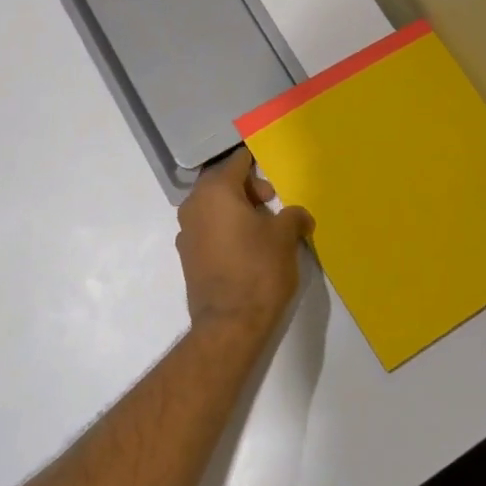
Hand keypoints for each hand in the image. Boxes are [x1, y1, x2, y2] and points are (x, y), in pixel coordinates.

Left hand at [176, 149, 313, 343]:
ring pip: (214, 206)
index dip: (257, 161)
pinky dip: (227, 228)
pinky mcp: (187, 256)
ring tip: (264, 227)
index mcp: (215, 191)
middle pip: (223, 182)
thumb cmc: (259, 269)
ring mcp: (186, 232)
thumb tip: (299, 216)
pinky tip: (248, 246)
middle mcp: (194, 205)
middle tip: (273, 202)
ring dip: (237, 209)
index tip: (273, 164)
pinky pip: (209, 228)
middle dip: (249, 188)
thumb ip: (293, 216)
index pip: (237, 162)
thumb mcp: (285, 236)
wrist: (229, 324)